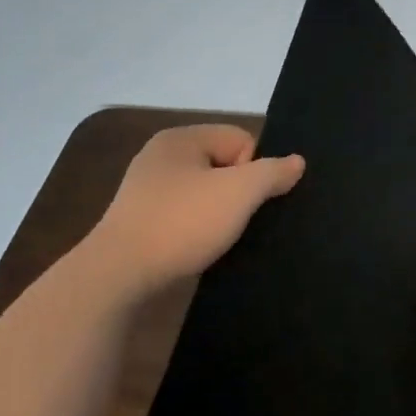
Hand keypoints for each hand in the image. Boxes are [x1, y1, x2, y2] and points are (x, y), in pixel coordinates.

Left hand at [88, 124, 304, 290]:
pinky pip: (185, 216)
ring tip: (219, 238)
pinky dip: (197, 230)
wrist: (118, 276)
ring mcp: (147, 190)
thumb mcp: (239, 193)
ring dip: (218, 213)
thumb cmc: (181, 222)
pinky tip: (199, 248)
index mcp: (181, 138)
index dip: (253, 169)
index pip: (241, 139)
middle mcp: (161, 157)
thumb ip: (273, 173)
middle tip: (237, 220)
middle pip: (224, 165)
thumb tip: (297, 161)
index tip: (243, 199)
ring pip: (205, 193)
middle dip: (237, 192)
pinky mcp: (140, 222)